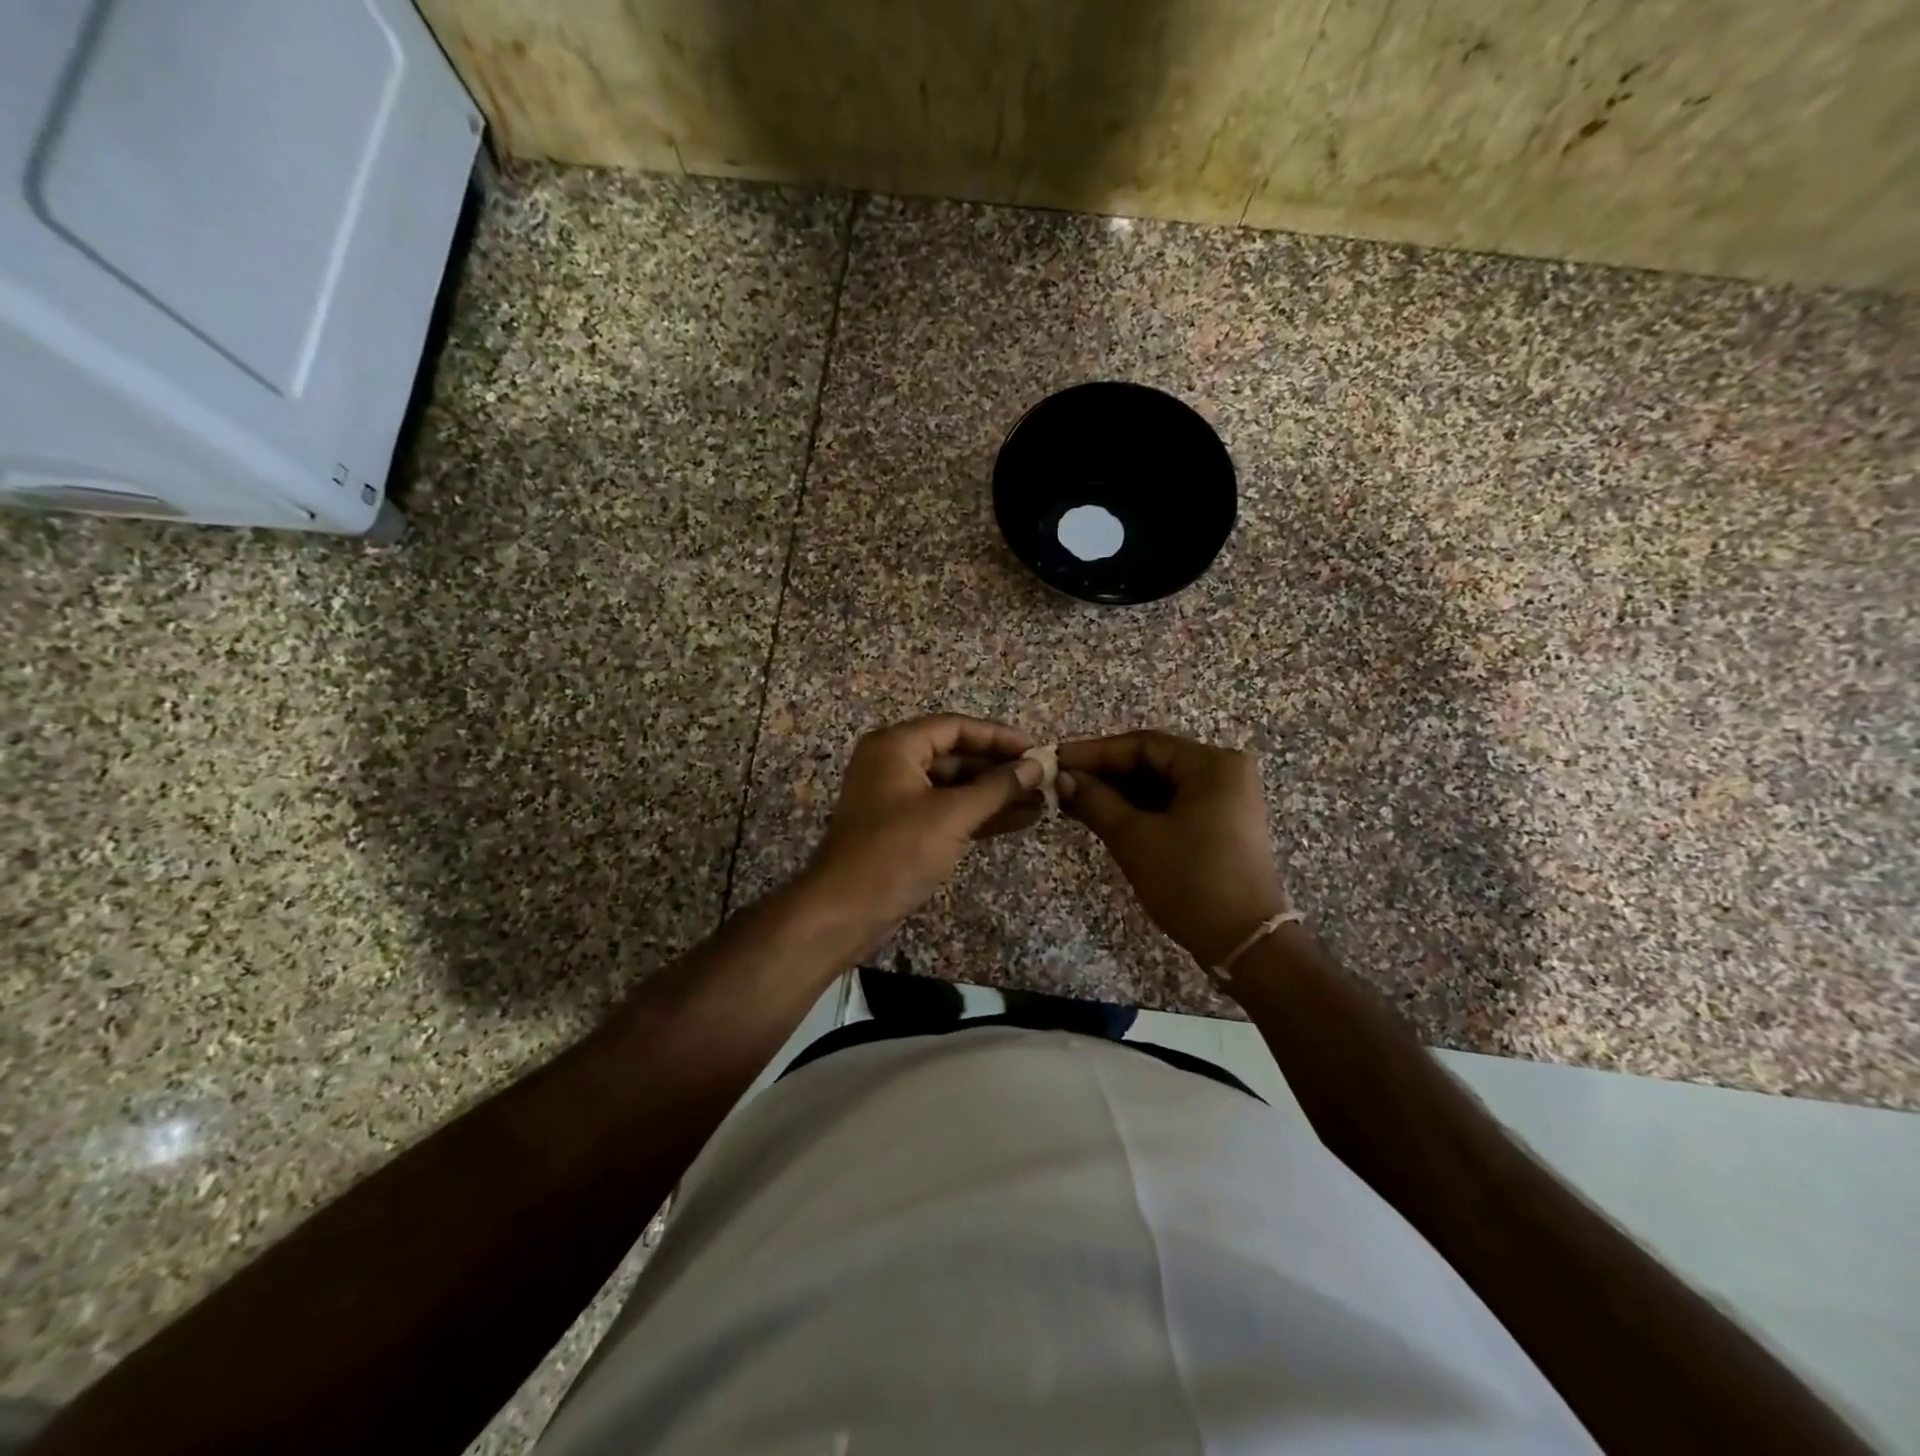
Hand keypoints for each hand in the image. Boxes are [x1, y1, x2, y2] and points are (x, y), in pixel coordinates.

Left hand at [805, 714, 1044, 932]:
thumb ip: (998, 787)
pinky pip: (948, 811)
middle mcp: (894, 764)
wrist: (845, 911)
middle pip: (956, 755)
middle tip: (1043, 778)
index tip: (1036, 749)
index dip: (998, 736)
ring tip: (1041, 801)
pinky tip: (1019, 820)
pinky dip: (980, 815)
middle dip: (1000, 768)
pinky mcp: (905, 829)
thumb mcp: (952, 815)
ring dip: (995, 794)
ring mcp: (899, 799)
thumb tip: (1037, 765)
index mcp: (896, 746)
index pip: (956, 727)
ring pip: (955, 787)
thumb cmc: (896, 851)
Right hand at [1056, 730, 1290, 967]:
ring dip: (1116, 793)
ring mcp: (1224, 800)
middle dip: (1104, 774)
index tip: (1055, 760)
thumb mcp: (1135, 839)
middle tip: (1060, 782)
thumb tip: (1064, 778)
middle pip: (1152, 762)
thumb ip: (1096, 801)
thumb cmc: (1190, 882)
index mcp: (1212, 765)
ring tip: (1071, 800)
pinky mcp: (1218, 825)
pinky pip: (1170, 805)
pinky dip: (1136, 810)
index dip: (1094, 752)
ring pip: (1158, 785)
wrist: (1244, 944)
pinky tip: (1099, 816)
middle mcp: (1223, 773)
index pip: (1143, 745)